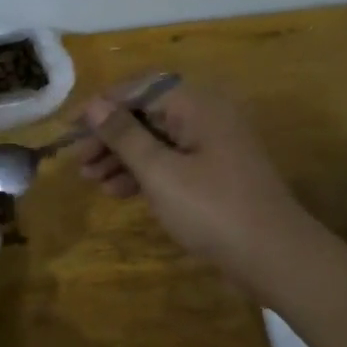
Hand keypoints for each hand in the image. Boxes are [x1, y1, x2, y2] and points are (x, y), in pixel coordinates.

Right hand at [71, 81, 308, 287]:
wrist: (275, 257)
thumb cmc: (212, 209)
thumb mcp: (160, 172)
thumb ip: (124, 136)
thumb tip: (94, 106)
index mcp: (197, 104)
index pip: (139, 88)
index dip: (102, 105)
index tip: (71, 129)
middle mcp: (205, 116)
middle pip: (146, 113)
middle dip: (109, 135)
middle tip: (79, 161)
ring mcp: (211, 146)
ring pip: (156, 140)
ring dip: (121, 157)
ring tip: (91, 180)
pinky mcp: (213, 174)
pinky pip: (170, 161)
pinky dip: (143, 173)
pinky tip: (118, 191)